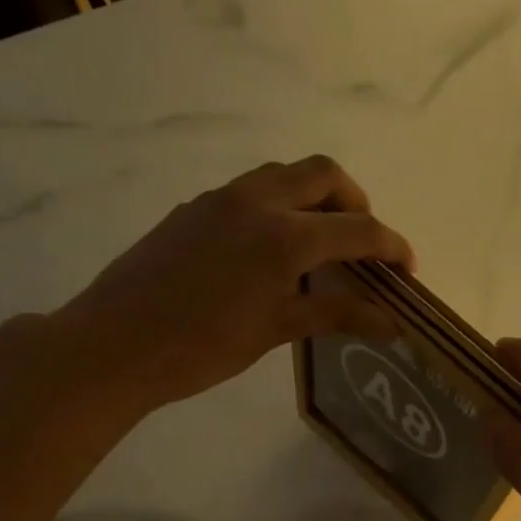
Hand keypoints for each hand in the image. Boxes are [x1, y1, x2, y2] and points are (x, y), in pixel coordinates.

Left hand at [51, 156, 412, 414]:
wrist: (114, 345)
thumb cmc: (202, 347)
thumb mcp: (276, 330)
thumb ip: (336, 314)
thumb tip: (392, 322)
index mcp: (284, 235)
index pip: (357, 228)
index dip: (391, 246)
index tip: (407, 269)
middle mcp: (256, 201)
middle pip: (323, 174)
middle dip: (354, 202)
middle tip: (362, 243)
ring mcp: (220, 200)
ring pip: (283, 175)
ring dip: (314, 198)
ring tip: (319, 244)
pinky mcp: (194, 209)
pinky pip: (250, 191)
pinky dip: (278, 207)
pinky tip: (268, 253)